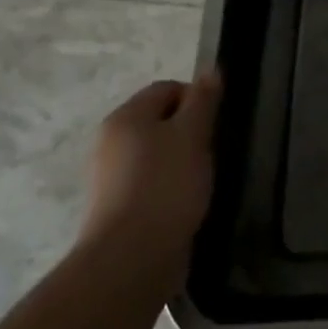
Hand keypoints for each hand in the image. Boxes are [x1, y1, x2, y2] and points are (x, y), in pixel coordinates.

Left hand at [80, 69, 222, 273]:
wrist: (131, 258)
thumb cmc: (165, 186)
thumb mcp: (192, 135)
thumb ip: (203, 101)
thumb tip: (210, 70)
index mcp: (126, 117)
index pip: (167, 88)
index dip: (196, 99)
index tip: (216, 124)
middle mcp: (111, 141)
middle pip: (159, 120)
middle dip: (189, 131)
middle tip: (212, 152)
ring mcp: (111, 177)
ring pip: (156, 153)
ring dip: (181, 161)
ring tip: (201, 180)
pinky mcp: (117, 207)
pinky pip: (150, 182)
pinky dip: (169, 187)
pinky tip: (185, 203)